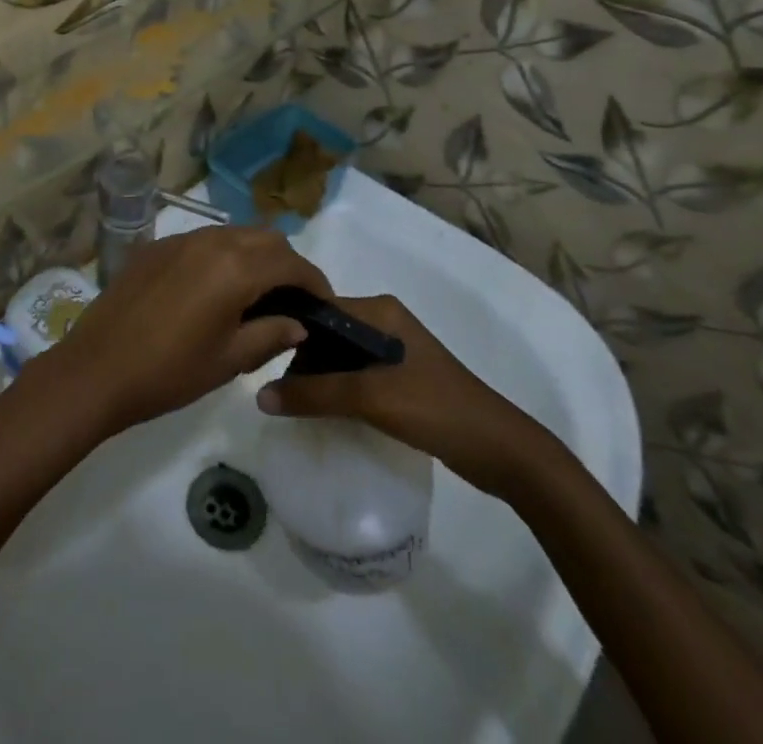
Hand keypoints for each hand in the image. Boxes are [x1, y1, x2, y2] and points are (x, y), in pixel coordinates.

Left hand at [34, 226, 329, 434]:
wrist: (98, 368)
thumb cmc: (170, 371)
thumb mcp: (229, 359)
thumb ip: (270, 334)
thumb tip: (297, 322)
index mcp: (235, 267)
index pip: (291, 262)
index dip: (314, 282)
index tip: (324, 305)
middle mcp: (210, 241)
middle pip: (264, 238)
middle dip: (286, 263)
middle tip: (292, 301)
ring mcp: (178, 239)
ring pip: (232, 233)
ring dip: (253, 255)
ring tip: (256, 294)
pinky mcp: (155, 247)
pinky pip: (201, 241)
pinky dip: (221, 256)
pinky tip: (214, 289)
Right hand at [257, 294, 556, 499]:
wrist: (503, 452)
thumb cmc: (436, 409)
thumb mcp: (371, 399)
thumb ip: (315, 395)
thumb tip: (260, 397)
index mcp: (378, 310)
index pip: (318, 309)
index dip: (288, 330)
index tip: (259, 355)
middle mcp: (383, 321)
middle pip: (326, 332)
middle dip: (300, 357)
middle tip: (274, 387)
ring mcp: (393, 349)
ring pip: (339, 355)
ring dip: (317, 375)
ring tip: (291, 400)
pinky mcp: (400, 376)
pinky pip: (354, 373)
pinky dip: (336, 388)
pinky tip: (321, 409)